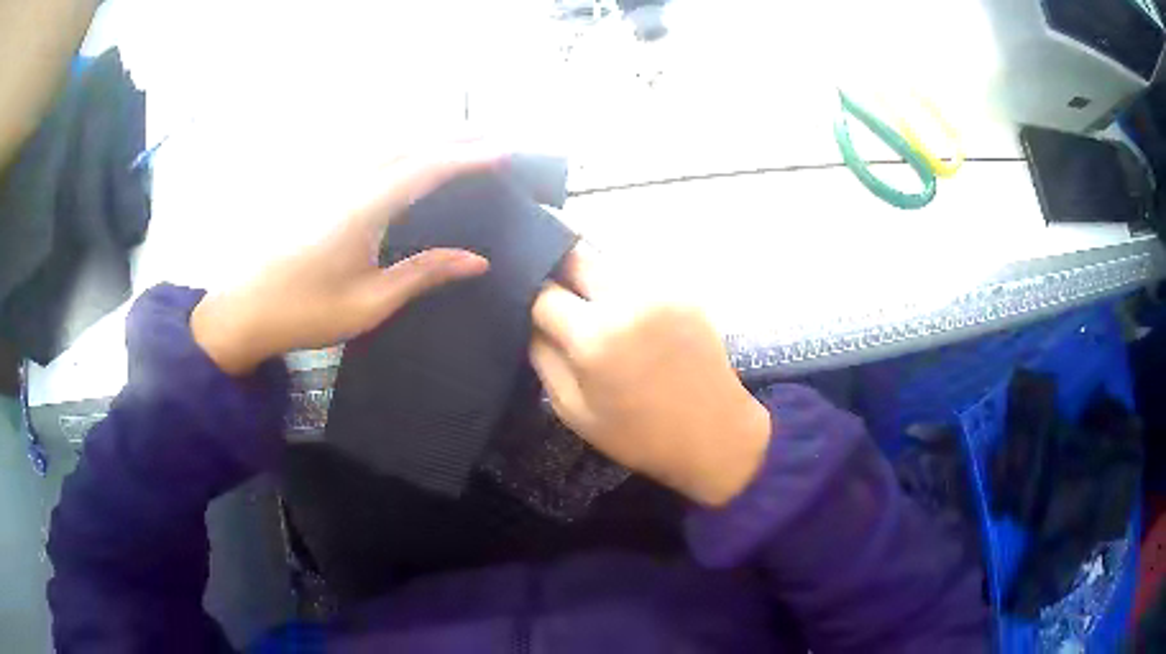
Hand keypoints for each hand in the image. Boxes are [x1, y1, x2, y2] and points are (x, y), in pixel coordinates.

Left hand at [191, 144, 497, 375]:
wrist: (245, 310)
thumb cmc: (305, 312)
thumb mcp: (369, 302)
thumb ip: (423, 274)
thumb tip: (477, 261)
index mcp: (362, 209)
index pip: (425, 169)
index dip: (468, 157)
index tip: (505, 151)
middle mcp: (348, 182)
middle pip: (409, 143)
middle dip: (455, 135)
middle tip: (496, 135)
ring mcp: (331, 180)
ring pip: (388, 141)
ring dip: (429, 135)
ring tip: (464, 137)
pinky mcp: (321, 187)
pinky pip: (370, 152)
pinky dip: (402, 144)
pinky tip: (410, 152)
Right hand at [530, 247, 770, 506]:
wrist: (715, 434)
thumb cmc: (639, 435)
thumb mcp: (574, 411)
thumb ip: (543, 358)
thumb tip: (531, 321)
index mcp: (594, 336)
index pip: (543, 292)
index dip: (529, 299)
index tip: (527, 308)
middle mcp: (627, 299)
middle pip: (575, 256)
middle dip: (557, 271)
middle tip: (556, 296)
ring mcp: (660, 289)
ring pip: (607, 260)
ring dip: (590, 276)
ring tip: (591, 305)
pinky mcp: (683, 290)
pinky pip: (637, 274)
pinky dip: (621, 285)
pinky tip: (627, 313)